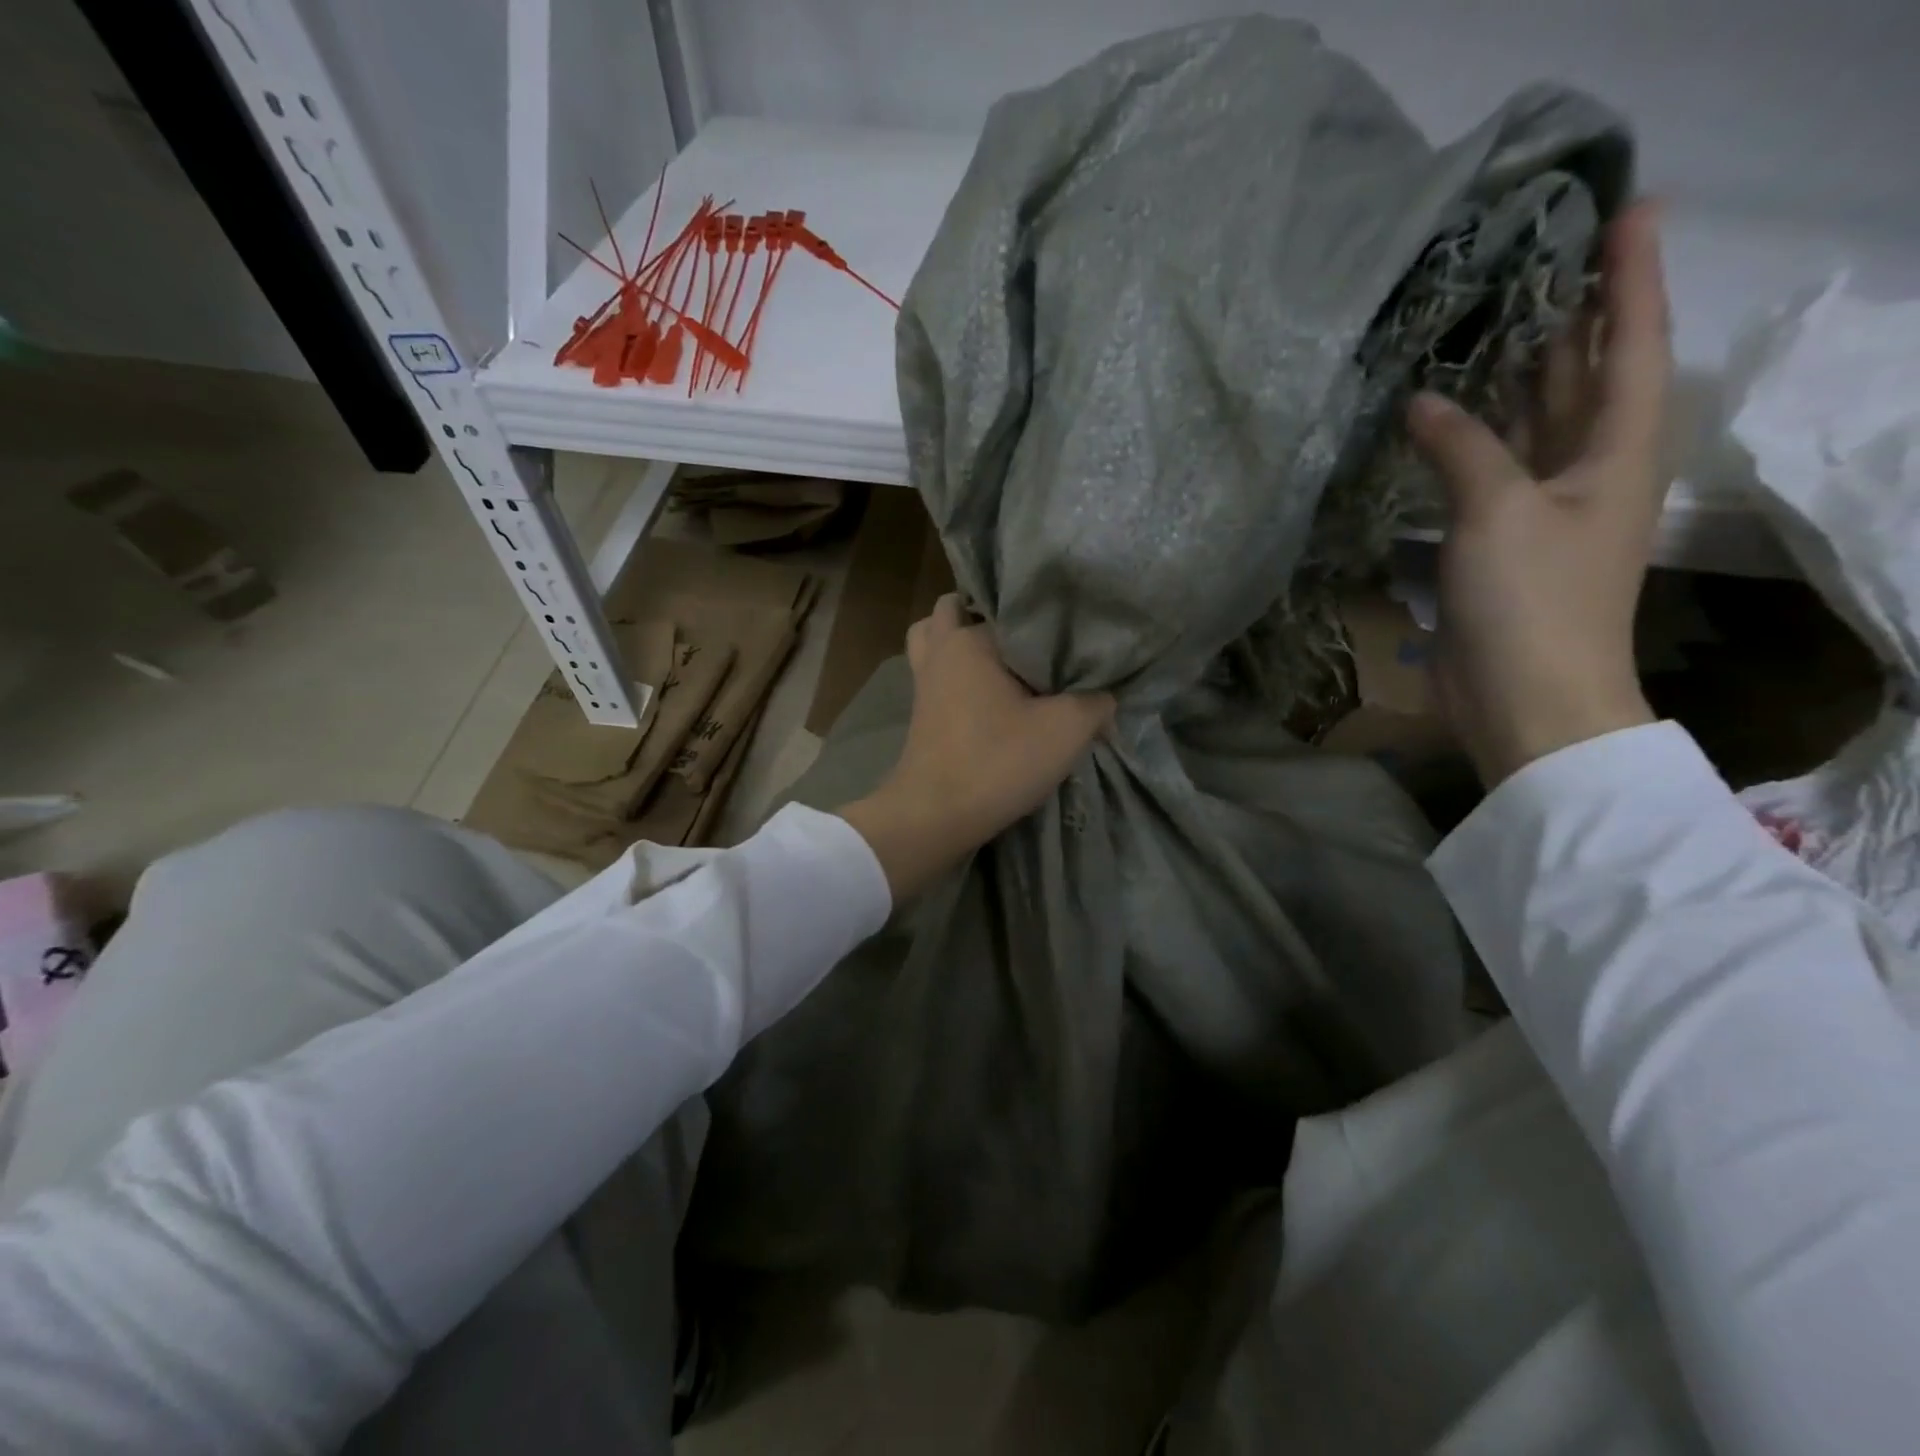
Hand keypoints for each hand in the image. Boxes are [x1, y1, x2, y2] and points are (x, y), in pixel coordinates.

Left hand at [839, 595, 1114, 900]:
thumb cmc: (997, 762)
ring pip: (937, 641)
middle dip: (991, 618)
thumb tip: (1107, 696)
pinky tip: (990, 692)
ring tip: (1003, 658)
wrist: (935, 816)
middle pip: (957, 612)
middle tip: (1032, 638)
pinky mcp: (921, 712)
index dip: (1042, 618)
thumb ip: (1097, 702)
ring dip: (962, 642)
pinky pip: (937, 673)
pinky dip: (956, 672)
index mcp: (970, 640)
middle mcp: (940, 651)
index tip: (1068, 632)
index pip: (1009, 608)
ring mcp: (924, 682)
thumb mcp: (1067, 730)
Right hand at [1406, 200, 1670, 785]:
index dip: (1631, 277)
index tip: (1628, 209)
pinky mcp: (1501, 540)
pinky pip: (1491, 468)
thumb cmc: (1532, 601)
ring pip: (1535, 422)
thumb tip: (1422, 402)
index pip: (1631, 343)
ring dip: (1517, 375)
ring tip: (1491, 318)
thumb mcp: (1498, 514)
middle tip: (1542, 255)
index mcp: (1618, 450)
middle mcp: (1589, 468)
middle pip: (1586, 376)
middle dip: (1572, 317)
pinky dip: (1472, 438)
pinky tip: (1443, 416)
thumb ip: (1463, 448)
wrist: (1526, 696)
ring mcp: (1543, 506)